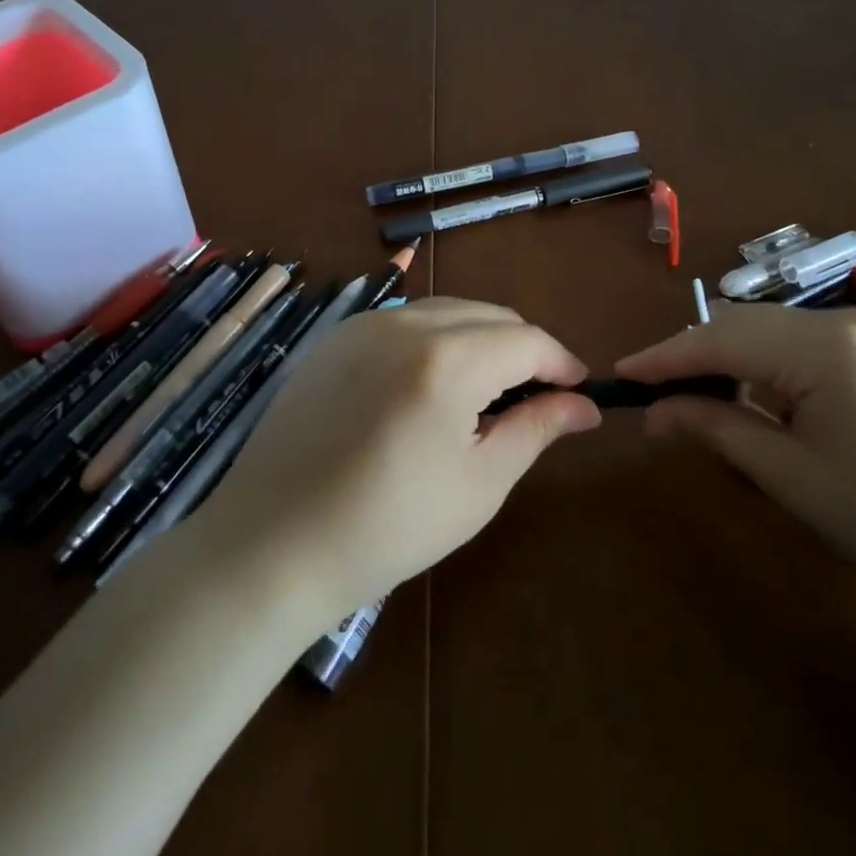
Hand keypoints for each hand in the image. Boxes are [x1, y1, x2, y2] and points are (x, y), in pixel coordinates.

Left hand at [197, 298, 599, 626]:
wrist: (271, 544)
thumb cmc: (388, 527)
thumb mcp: (479, 483)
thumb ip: (537, 428)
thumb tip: (584, 404)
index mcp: (448, 358)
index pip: (527, 340)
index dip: (562, 363)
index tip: (580, 393)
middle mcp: (407, 322)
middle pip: (490, 315)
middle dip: (523, 349)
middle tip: (535, 400)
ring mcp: (365, 324)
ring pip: (448, 311)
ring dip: (480, 341)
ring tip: (484, 395)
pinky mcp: (336, 337)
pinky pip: (405, 321)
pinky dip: (436, 340)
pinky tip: (429, 388)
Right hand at [618, 305, 855, 614]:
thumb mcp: (792, 477)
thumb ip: (716, 429)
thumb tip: (653, 413)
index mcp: (824, 348)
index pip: (720, 340)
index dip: (664, 357)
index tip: (620, 374)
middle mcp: (843, 320)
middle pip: (740, 324)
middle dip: (691, 355)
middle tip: (651, 393)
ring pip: (767, 328)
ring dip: (725, 356)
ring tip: (691, 396)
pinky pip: (799, 340)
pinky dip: (762, 361)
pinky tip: (749, 393)